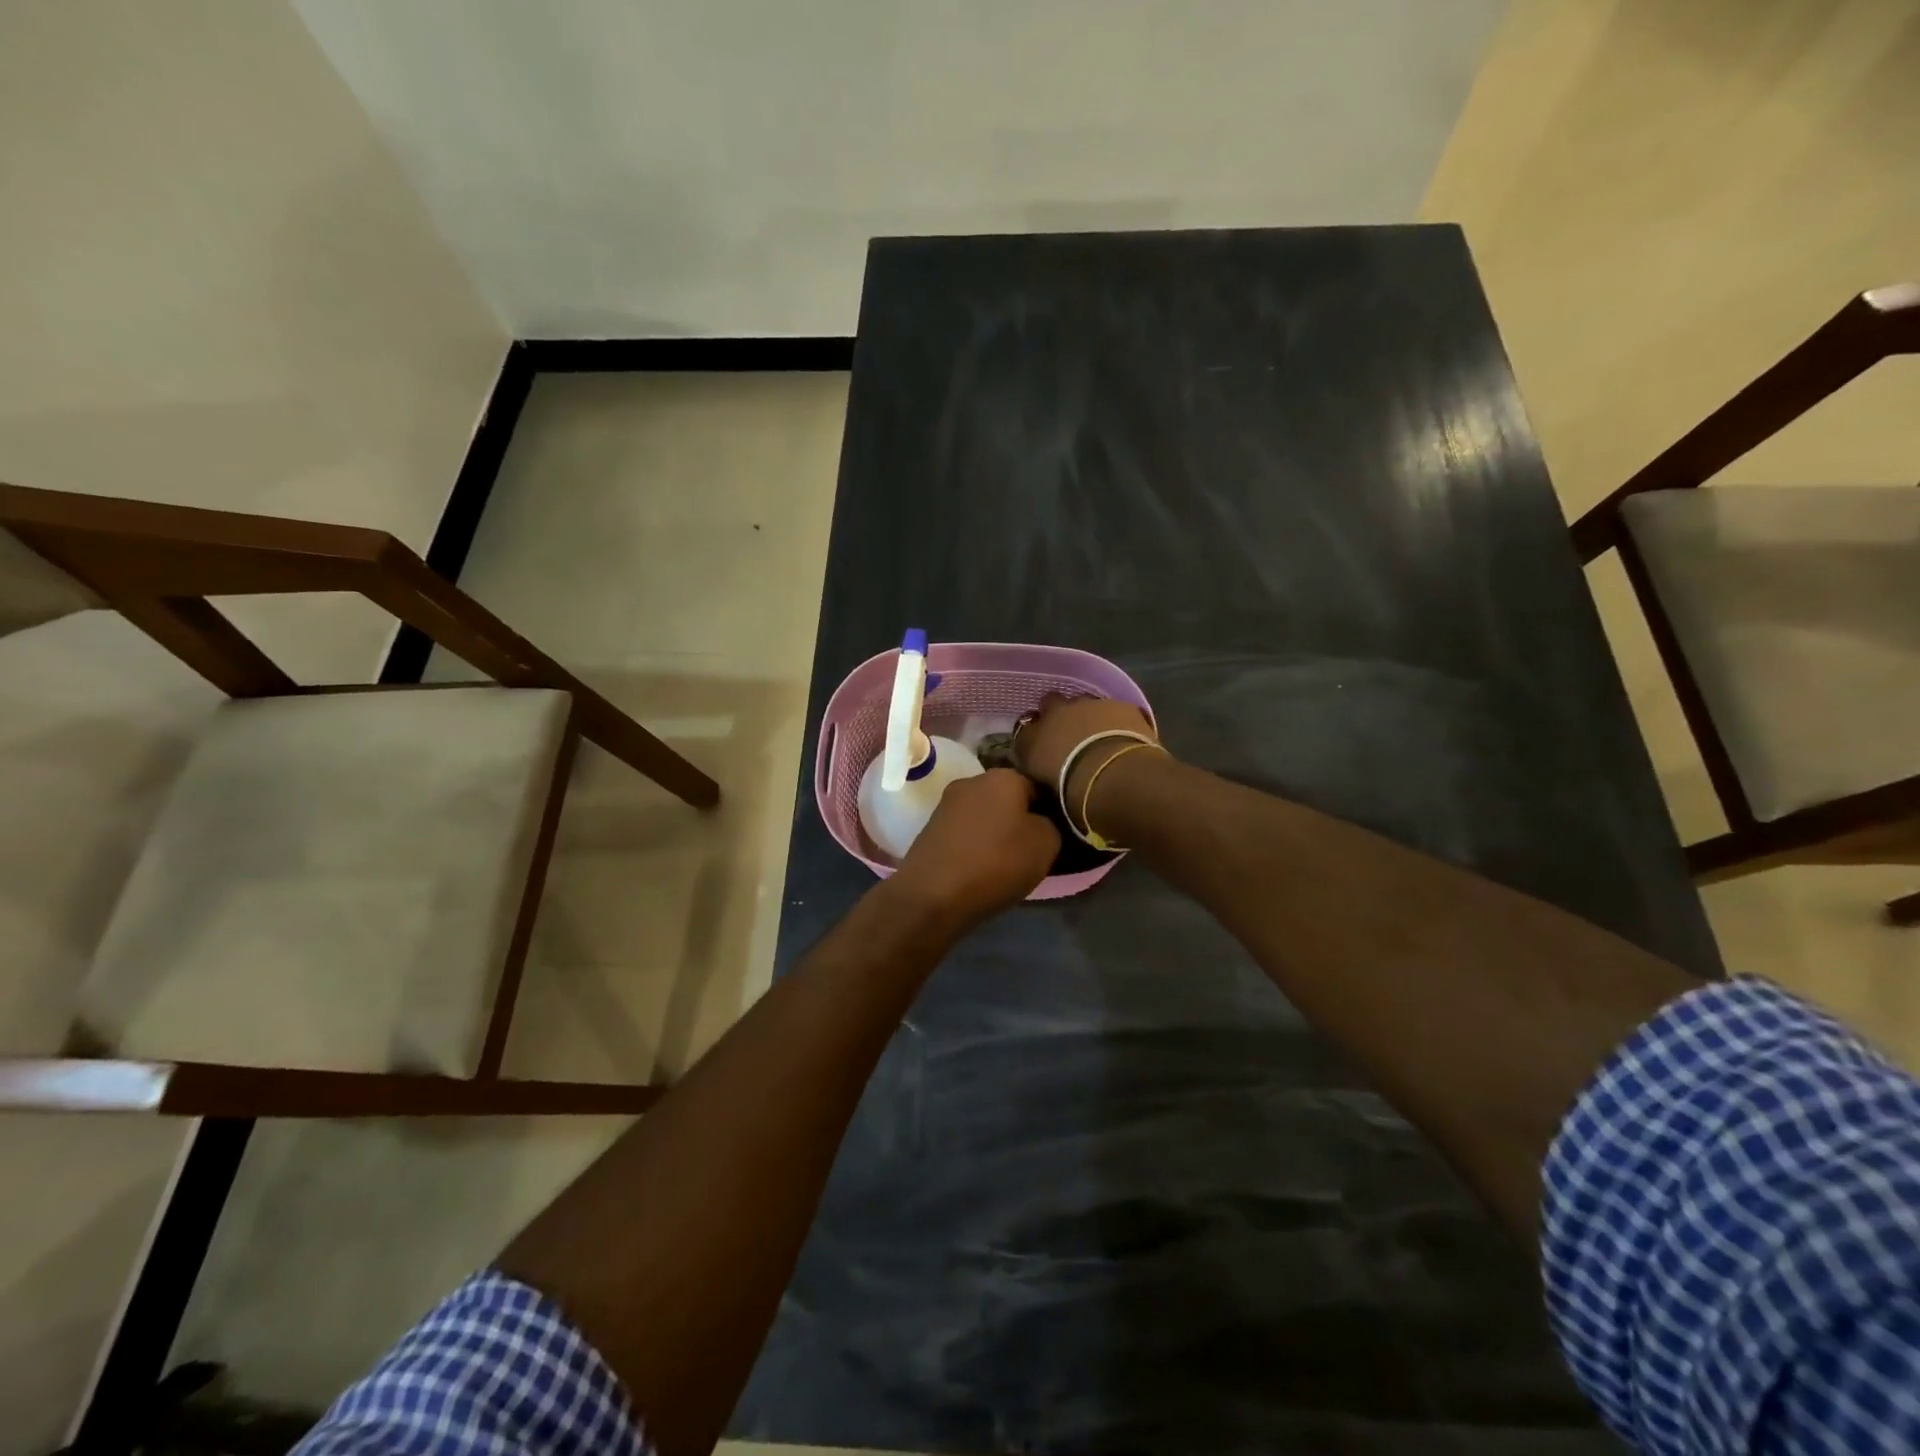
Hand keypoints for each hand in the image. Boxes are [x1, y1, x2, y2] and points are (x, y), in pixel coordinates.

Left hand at [888, 769, 1059, 925]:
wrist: (933, 894)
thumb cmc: (996, 863)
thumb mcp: (1045, 844)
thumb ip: (1050, 825)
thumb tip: (1038, 823)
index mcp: (1003, 776)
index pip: (1036, 787)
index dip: (1047, 811)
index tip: (1049, 837)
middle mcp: (972, 781)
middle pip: (1006, 799)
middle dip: (1017, 820)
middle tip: (1028, 851)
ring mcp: (946, 803)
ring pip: (983, 815)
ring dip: (994, 833)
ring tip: (1002, 863)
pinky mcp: (930, 827)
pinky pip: (964, 832)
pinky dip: (973, 845)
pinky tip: (978, 867)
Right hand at [1014, 694, 1159, 806]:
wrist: (1113, 777)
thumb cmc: (1072, 793)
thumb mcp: (1045, 790)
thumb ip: (1040, 774)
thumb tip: (1043, 772)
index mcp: (1030, 738)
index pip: (1024, 729)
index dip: (1034, 736)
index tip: (1042, 747)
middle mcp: (1054, 714)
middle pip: (1050, 703)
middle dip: (1058, 714)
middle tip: (1069, 734)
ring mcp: (1088, 705)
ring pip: (1083, 703)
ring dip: (1088, 715)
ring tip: (1100, 737)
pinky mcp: (1120, 706)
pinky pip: (1115, 709)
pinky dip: (1117, 720)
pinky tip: (1126, 737)